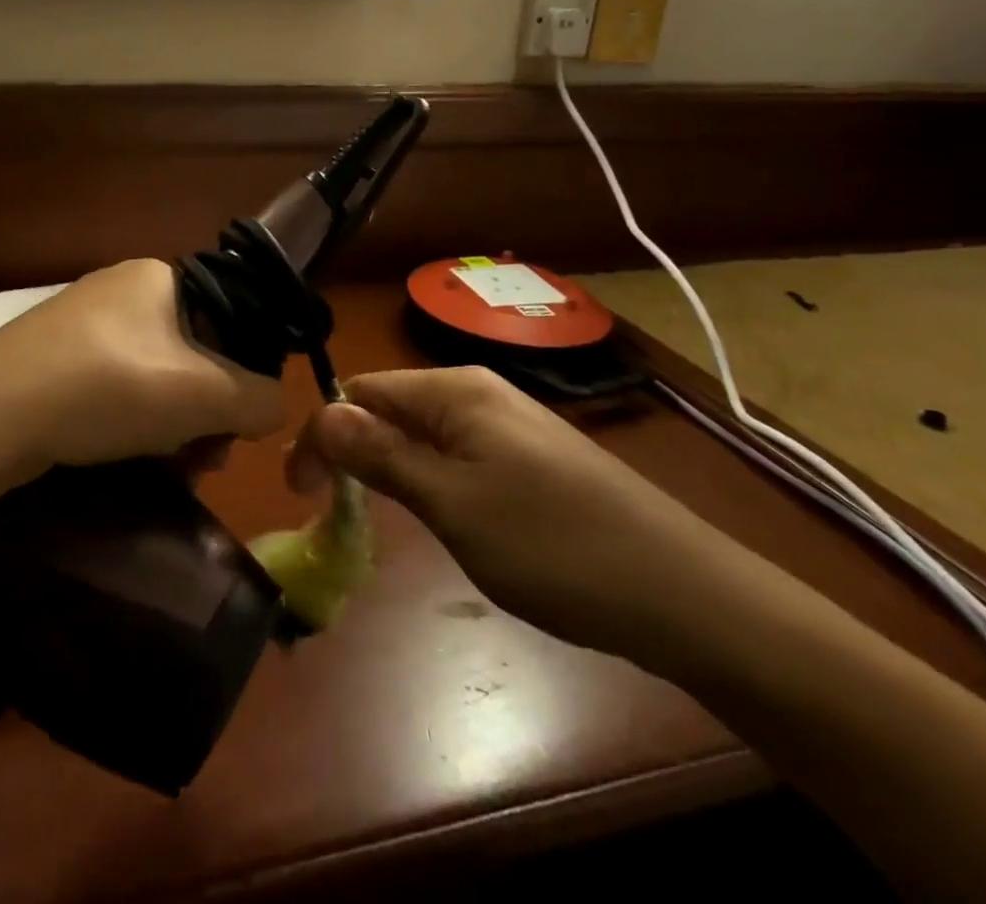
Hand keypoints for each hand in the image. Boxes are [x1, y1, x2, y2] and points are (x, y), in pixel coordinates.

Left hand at [0, 259, 288, 474]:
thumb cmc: (108, 388)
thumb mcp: (201, 395)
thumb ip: (258, 399)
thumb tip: (276, 407)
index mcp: (161, 276)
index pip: (232, 318)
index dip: (245, 372)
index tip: (239, 425)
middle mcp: (123, 288)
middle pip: (194, 351)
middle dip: (207, 408)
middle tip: (205, 457)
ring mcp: (84, 320)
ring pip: (156, 373)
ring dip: (174, 421)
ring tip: (170, 464)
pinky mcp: (55, 355)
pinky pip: (116, 383)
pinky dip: (133, 418)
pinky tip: (126, 451)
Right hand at [292, 367, 753, 666]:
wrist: (685, 594)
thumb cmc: (554, 546)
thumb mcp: (452, 504)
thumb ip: (382, 456)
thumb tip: (323, 414)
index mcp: (454, 390)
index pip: (359, 392)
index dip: (322, 436)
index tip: (301, 495)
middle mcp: (477, 393)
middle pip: (388, 408)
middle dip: (352, 453)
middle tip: (332, 514)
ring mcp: (508, 425)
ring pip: (421, 435)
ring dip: (388, 470)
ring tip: (377, 520)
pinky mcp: (529, 458)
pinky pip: (456, 456)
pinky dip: (428, 482)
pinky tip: (438, 518)